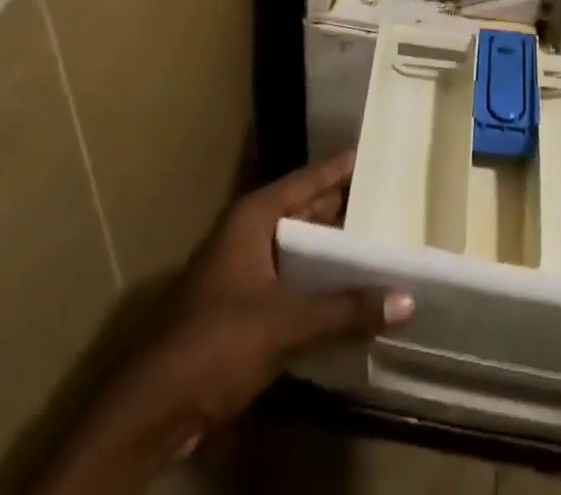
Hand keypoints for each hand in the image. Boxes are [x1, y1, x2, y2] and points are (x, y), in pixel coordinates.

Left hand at [42, 152, 413, 492]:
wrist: (153, 406)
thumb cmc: (216, 341)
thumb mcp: (285, 322)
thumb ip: (344, 310)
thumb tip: (406, 298)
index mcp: (253, 217)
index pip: (305, 181)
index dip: (339, 169)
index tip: (374, 155)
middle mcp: (248, 234)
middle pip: (304, 212)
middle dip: (343, 209)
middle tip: (390, 200)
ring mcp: (244, 270)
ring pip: (299, 249)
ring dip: (333, 251)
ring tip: (380, 243)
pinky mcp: (244, 306)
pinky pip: (292, 281)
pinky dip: (319, 283)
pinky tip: (350, 294)